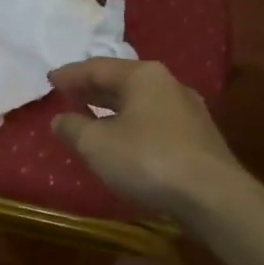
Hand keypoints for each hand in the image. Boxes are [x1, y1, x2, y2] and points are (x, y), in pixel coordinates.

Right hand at [48, 59, 255, 221]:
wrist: (214, 197)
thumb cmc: (148, 160)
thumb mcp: (97, 145)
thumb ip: (73, 128)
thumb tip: (60, 119)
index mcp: (143, 76)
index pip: (97, 67)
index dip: (70, 75)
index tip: (50, 80)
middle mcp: (169, 84)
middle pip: (122, 81)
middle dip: (93, 89)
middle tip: (67, 95)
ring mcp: (188, 111)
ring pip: (140, 102)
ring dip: (113, 108)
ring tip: (91, 117)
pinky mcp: (198, 138)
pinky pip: (154, 122)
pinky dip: (131, 124)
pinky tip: (123, 140)